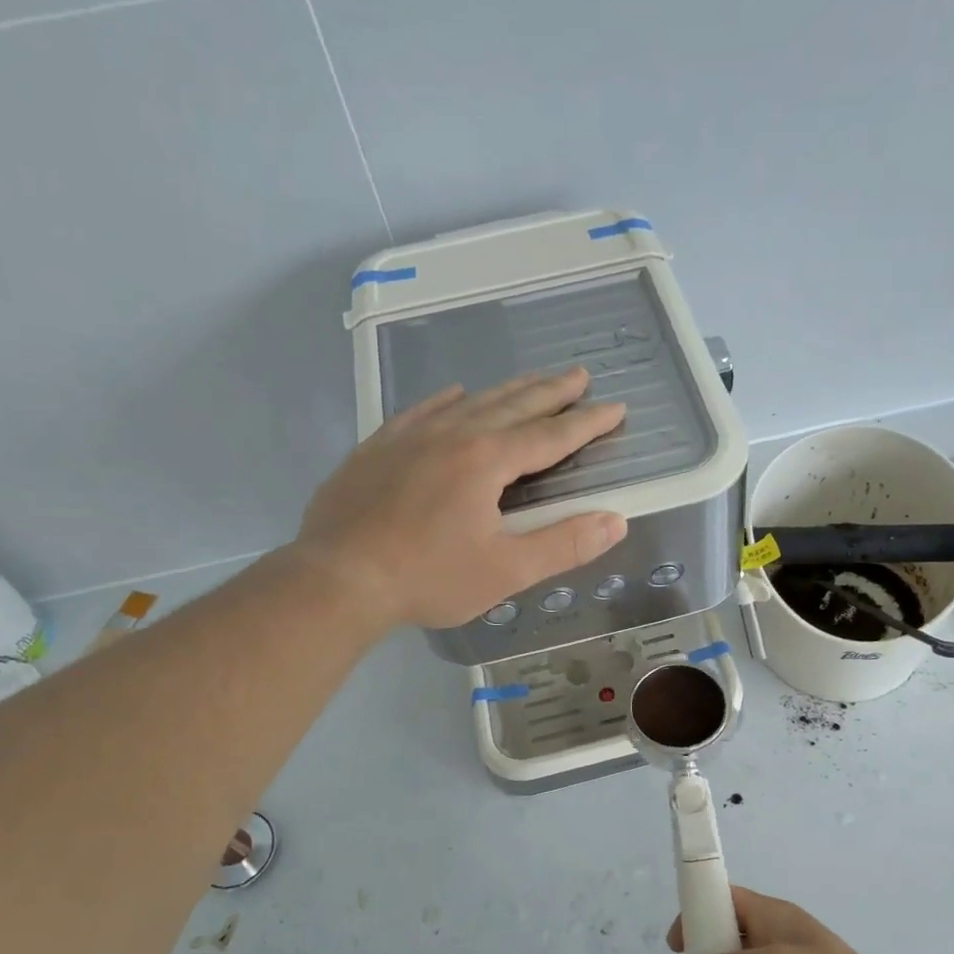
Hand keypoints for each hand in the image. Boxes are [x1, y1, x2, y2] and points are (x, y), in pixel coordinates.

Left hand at [295, 368, 627, 630]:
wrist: (337, 578)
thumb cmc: (428, 577)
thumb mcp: (506, 571)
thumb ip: (564, 544)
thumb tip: (616, 520)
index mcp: (488, 460)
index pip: (551, 435)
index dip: (587, 423)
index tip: (615, 408)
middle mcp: (454, 434)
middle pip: (514, 404)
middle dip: (552, 391)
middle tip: (579, 375)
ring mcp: (411, 436)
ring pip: (471, 401)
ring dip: (508, 389)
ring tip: (532, 379)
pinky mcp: (378, 447)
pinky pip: (422, 410)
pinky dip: (448, 399)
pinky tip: (455, 394)